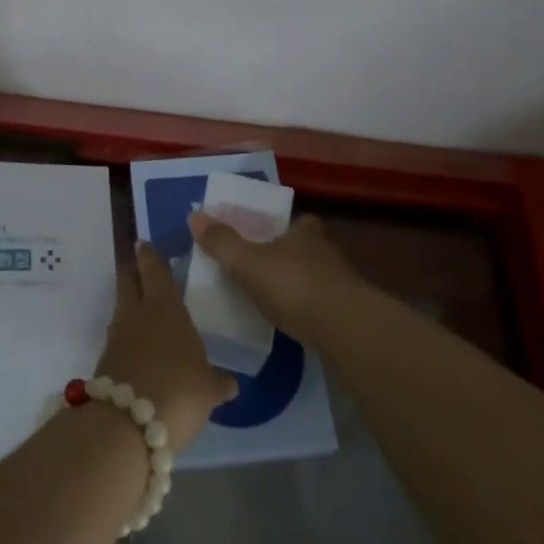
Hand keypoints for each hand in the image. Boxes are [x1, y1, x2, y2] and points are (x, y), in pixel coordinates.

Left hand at [97, 244, 238, 451]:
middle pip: (128, 283)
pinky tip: (138, 350)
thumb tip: (230, 382)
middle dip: (132, 273)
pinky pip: (118, 341)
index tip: (142, 243)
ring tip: (141, 311)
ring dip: (129, 308)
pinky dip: (127, 340)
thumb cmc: (178, 391)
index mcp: (165, 308)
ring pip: (121, 312)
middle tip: (137, 267)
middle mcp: (136, 315)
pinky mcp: (105, 364)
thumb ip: (218, 382)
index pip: (154, 272)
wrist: (126, 425)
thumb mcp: (208, 389)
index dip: (149, 257)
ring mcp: (117, 339)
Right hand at [187, 211, 358, 337]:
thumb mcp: (247, 262)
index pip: (299, 221)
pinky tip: (296, 322)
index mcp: (304, 233)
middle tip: (267, 268)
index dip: (286, 226)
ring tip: (277, 298)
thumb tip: (195, 215)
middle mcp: (326, 252)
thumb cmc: (292, 284)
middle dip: (291, 255)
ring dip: (301, 284)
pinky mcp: (349, 314)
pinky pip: (324, 305)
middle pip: (308, 248)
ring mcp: (342, 284)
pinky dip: (311, 310)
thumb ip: (222, 242)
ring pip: (318, 277)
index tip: (270, 235)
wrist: (343, 328)